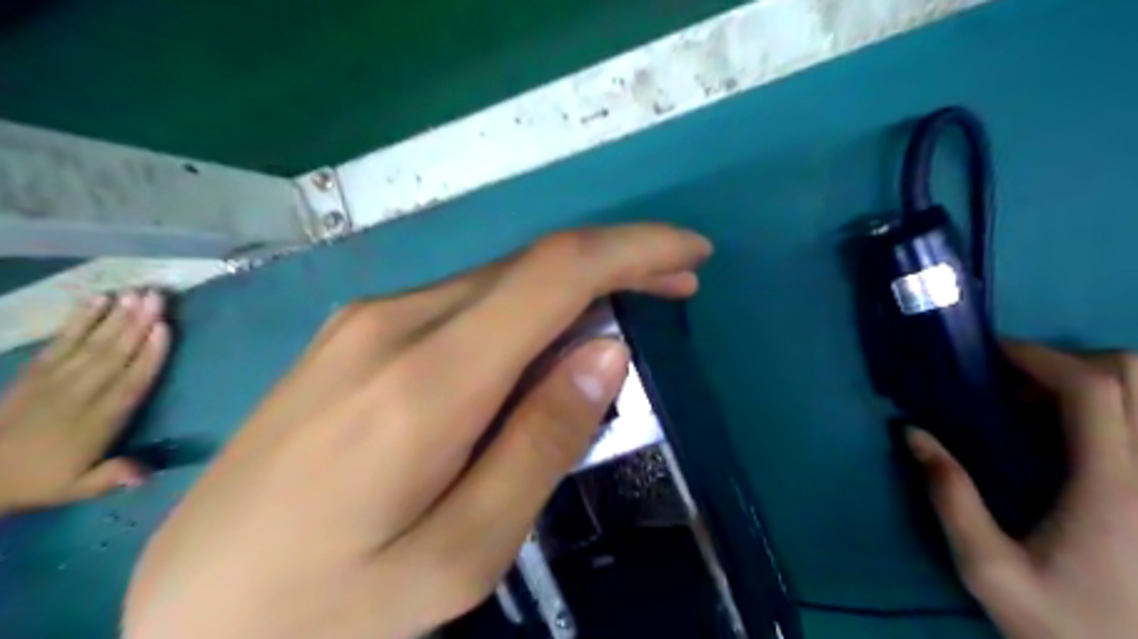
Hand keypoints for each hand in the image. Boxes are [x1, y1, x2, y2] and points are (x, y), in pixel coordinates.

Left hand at [0, 293, 166, 515]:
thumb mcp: (78, 489)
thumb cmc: (42, 480)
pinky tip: (95, 301)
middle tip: (156, 297)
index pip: (129, 384)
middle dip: (136, 324)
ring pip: (90, 344)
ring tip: (135, 293)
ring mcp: (53, 381)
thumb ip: (114, 477)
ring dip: (114, 317)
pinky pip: (60, 342)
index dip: (148, 356)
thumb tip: (147, 473)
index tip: (164, 330)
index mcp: (96, 423)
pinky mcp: (34, 372)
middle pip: (112, 355)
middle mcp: (78, 395)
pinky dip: (78, 320)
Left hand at [124, 225, 708, 638]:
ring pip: (499, 279)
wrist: (187, 611)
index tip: (691, 252)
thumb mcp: (461, 552)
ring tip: (619, 315)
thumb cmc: (331, 606)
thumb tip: (606, 352)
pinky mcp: (353, 334)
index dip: (635, 249)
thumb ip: (542, 442)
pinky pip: (463, 299)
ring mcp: (366, 320)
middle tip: (674, 286)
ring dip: (570, 285)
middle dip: (616, 263)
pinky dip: (523, 304)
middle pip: (532, 265)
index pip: (556, 272)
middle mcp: (397, 321)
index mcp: (429, 378)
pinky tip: (542, 339)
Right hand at [915, 343, 1137, 637]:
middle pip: (1135, 376)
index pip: (1093, 389)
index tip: (992, 355)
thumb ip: (950, 497)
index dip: (1040, 357)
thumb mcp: (988, 568)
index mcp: (1113, 488)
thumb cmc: (1064, 624)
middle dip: (1070, 361)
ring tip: (1040, 406)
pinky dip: (1111, 409)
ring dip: (1093, 383)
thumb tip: (913, 434)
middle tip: (1014, 384)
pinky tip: (1071, 435)